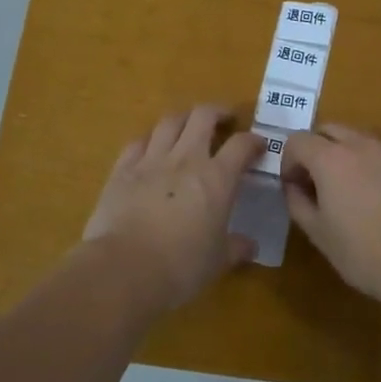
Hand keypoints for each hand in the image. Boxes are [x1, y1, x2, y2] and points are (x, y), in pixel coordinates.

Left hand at [83, 105, 263, 310]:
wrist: (125, 268)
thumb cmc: (181, 267)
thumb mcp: (217, 262)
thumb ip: (235, 248)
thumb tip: (250, 246)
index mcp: (217, 179)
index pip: (241, 145)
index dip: (253, 141)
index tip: (258, 146)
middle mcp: (186, 159)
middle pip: (203, 116)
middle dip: (217, 112)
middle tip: (224, 120)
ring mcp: (151, 161)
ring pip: (169, 122)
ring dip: (183, 119)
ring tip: (188, 127)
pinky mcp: (122, 170)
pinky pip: (137, 142)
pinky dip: (149, 140)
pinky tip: (151, 148)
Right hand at [279, 125, 380, 301]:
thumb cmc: (364, 252)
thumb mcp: (318, 233)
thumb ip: (297, 201)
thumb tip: (294, 186)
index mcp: (331, 158)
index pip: (297, 141)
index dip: (289, 162)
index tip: (294, 187)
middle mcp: (361, 144)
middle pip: (329, 130)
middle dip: (316, 150)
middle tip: (318, 184)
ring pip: (358, 140)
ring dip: (345, 156)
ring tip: (351, 192)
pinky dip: (373, 167)